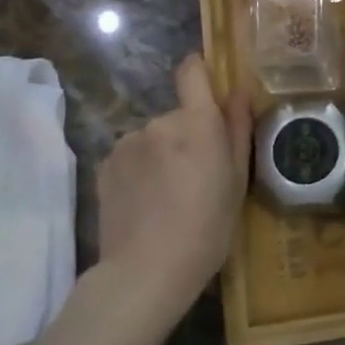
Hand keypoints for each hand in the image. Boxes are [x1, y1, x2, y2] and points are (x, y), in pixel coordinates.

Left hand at [94, 54, 251, 304]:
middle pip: (178, 115)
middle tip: (197, 176)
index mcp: (198, 123)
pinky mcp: (105, 164)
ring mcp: (128, 142)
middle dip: (187, 135)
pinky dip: (140, 170)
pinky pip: (132, 156)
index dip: (199, 71)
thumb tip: (238, 90)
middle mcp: (160, 122)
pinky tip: (145, 203)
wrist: (145, 272)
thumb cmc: (207, 228)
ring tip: (168, 196)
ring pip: (153, 137)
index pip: (192, 72)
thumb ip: (238, 129)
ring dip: (162, 154)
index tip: (206, 87)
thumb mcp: (237, 181)